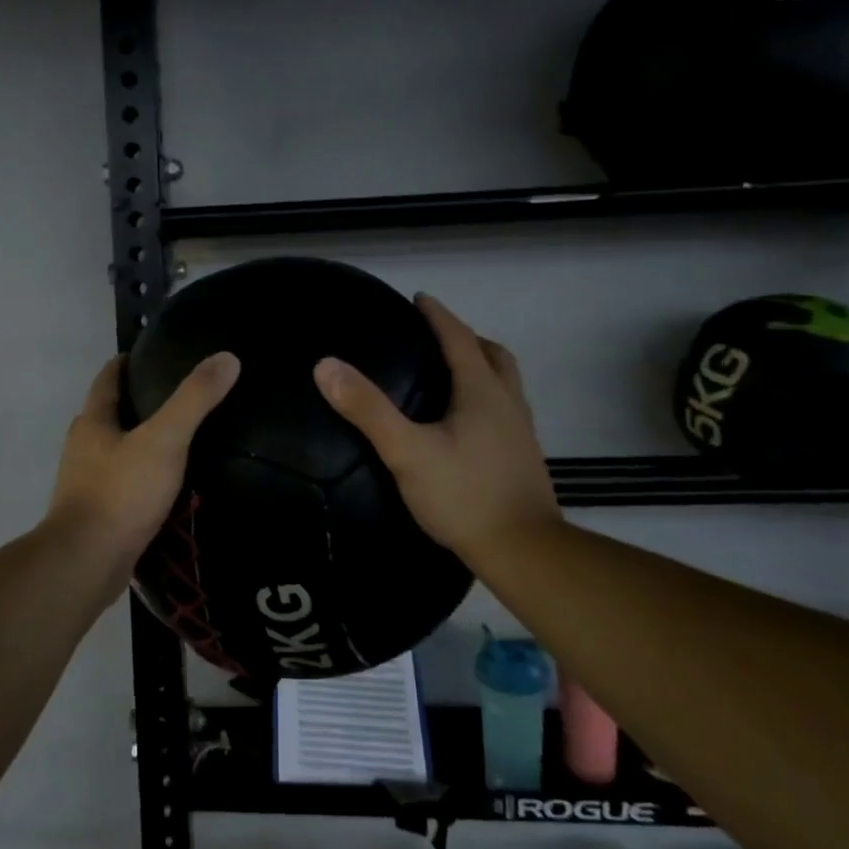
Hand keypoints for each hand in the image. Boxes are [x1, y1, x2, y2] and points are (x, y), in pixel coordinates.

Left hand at [47, 350, 240, 590]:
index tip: (151, 354)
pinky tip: (167, 482)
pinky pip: (121, 482)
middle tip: (176, 395)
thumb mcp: (164, 440)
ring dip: (138, 440)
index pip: (107, 378)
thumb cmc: (121, 493)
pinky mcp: (96, 513)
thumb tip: (227, 358)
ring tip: (178, 437)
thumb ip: (194, 400)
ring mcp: (85, 482)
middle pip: (108, 413)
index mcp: (92, 422)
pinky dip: (141, 474)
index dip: (126, 362)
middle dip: (136, 401)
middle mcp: (83, 446)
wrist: (87, 561)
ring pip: (114, 449)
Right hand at [313, 293, 558, 563]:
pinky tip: (464, 424)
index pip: (459, 339)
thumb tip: (326, 365)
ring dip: (481, 367)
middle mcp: (508, 403)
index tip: (419, 299)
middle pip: (492, 355)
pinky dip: (485, 398)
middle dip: (465, 338)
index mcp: (482, 392)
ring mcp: (520, 432)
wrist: (523, 550)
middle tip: (437, 336)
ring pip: (504, 383)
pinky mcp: (522, 458)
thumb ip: (367, 409)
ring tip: (451, 375)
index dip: (438, 316)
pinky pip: (505, 410)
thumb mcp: (406, 451)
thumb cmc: (463, 495)